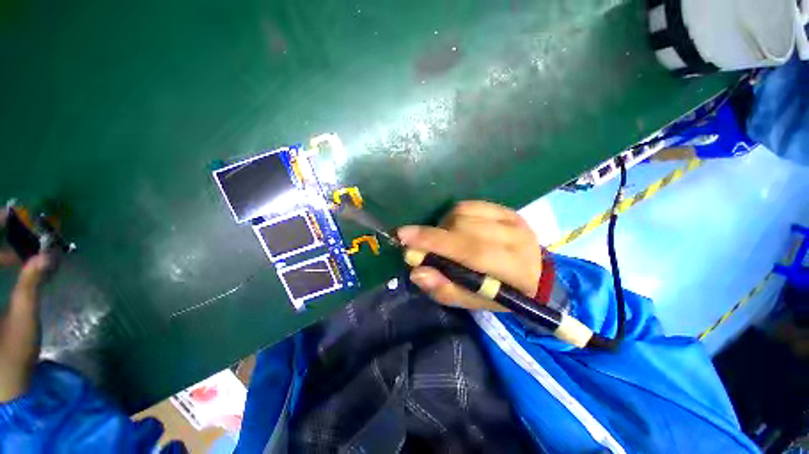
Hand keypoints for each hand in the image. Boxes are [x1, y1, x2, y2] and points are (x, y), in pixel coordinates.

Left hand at [0, 209, 50, 401]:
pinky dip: (0, 261)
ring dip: (0, 251)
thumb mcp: (24, 319)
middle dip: (0, 238)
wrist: (4, 382)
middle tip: (20, 233)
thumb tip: (47, 255)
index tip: (10, 213)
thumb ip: (31, 284)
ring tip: (19, 253)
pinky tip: (12, 264)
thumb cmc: (12, 355)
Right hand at [397, 201, 541, 311]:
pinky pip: (468, 204)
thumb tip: (417, 272)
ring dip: (444, 226)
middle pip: (463, 227)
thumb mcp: (473, 302)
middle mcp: (516, 238)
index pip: (470, 251)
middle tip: (418, 246)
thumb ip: (445, 289)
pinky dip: (454, 216)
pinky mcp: (506, 209)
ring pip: (463, 213)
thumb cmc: (502, 293)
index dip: (435, 242)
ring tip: (445, 241)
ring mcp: (512, 219)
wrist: (534, 274)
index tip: (403, 236)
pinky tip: (456, 228)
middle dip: (434, 236)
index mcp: (515, 270)